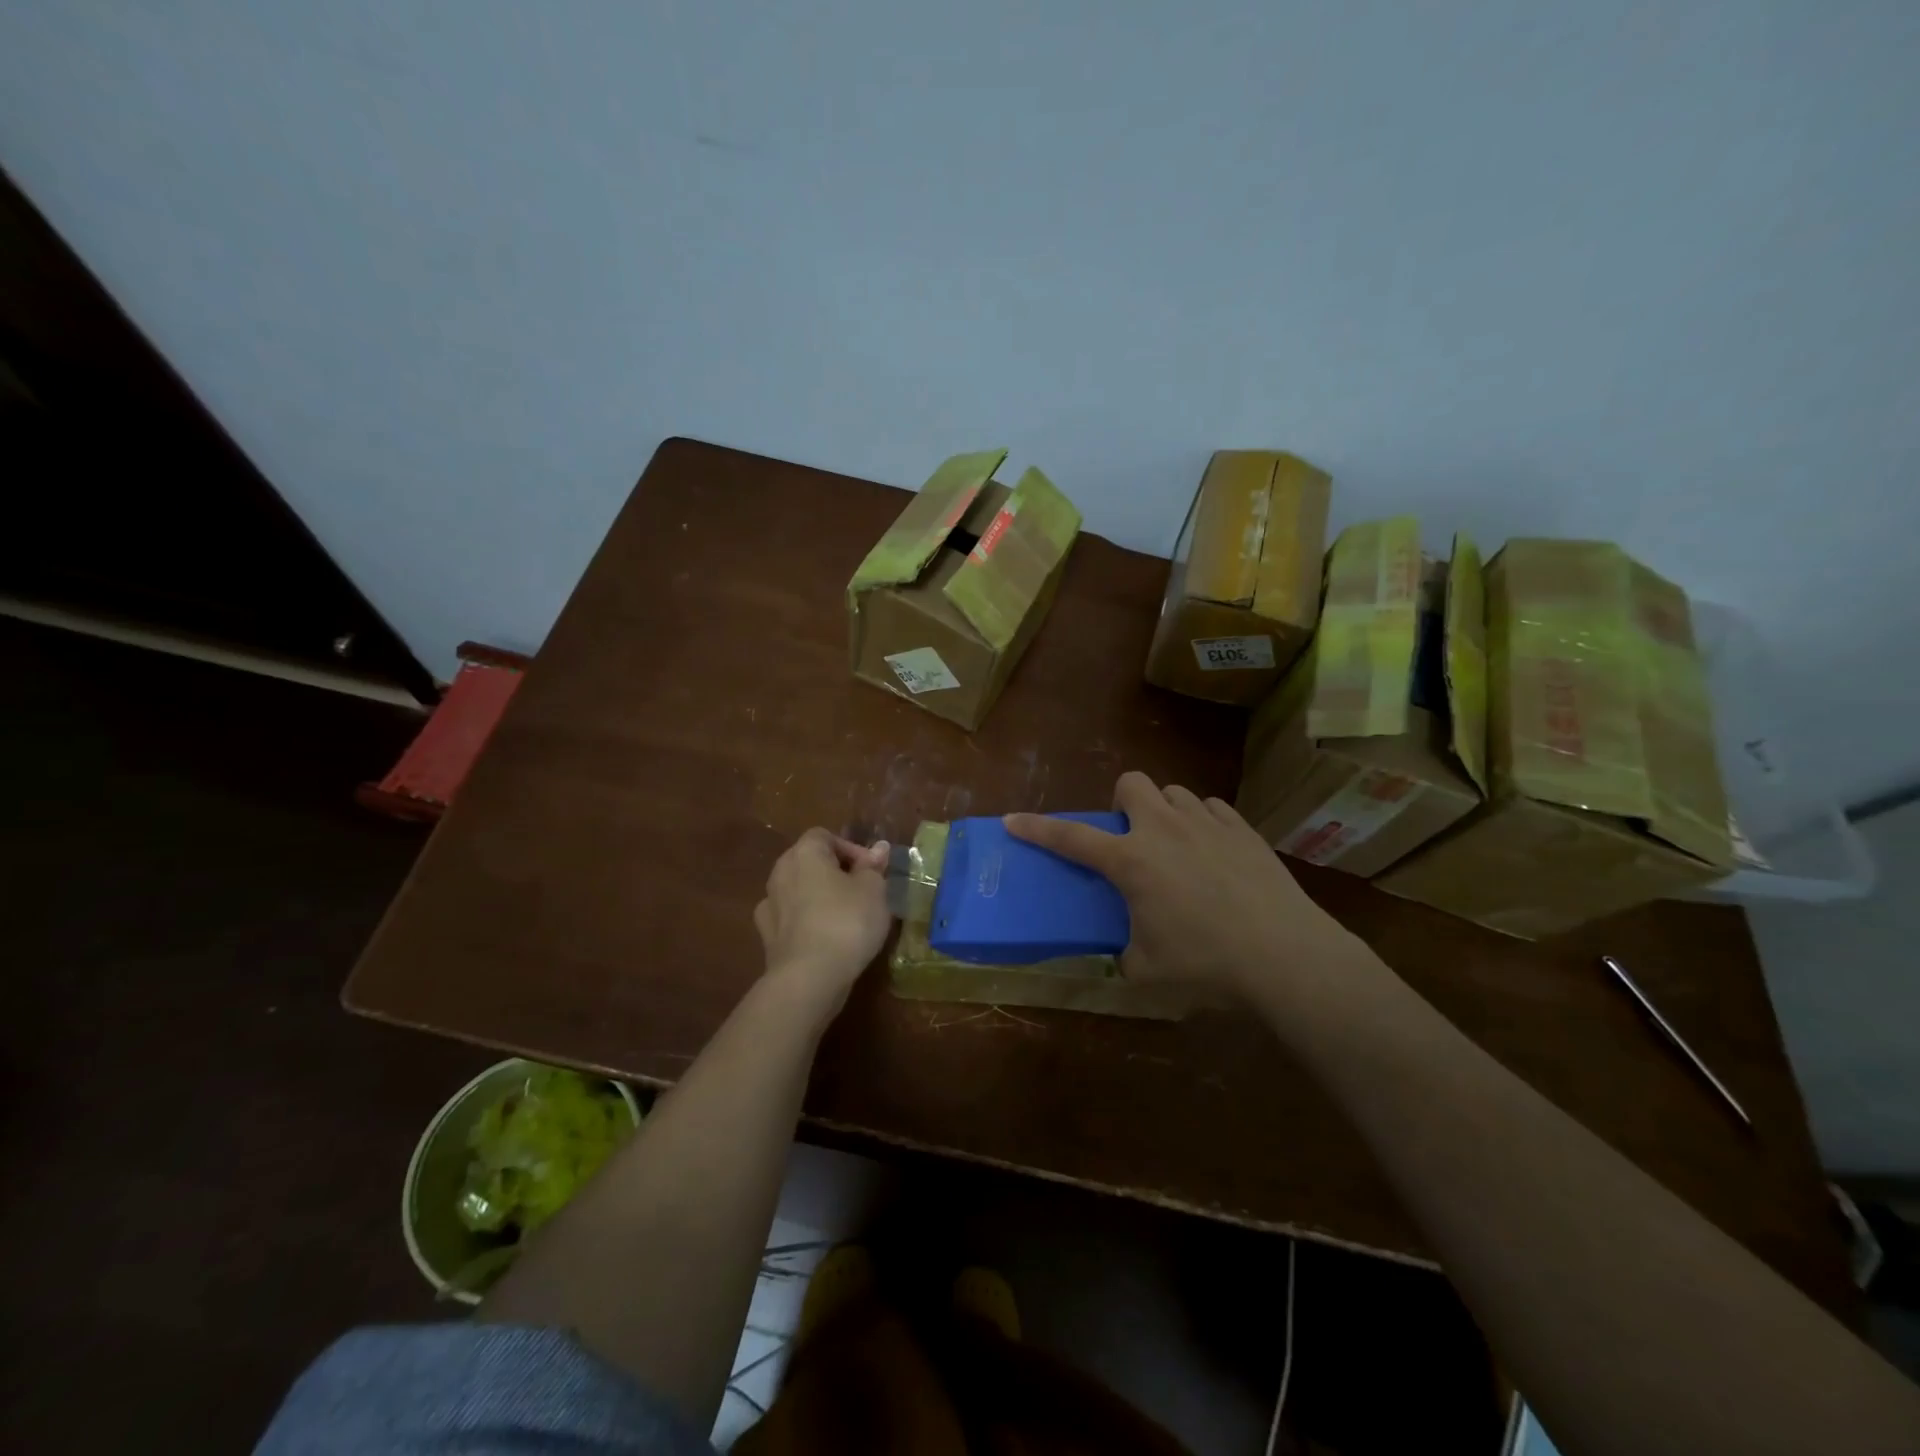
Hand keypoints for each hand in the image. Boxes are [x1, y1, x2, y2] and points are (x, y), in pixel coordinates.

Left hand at [754, 828, 892, 1007]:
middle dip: (834, 872)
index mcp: (805, 853)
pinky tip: (822, 937)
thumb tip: (878, 848)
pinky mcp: (766, 936)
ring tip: (845, 917)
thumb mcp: (874, 890)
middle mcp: (780, 872)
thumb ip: (873, 866)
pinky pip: (789, 917)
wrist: (809, 977)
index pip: (825, 836)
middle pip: (809, 861)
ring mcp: (769, 904)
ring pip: (798, 890)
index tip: (872, 871)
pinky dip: (804, 921)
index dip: (850, 849)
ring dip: (818, 897)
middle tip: (862, 891)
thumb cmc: (847, 922)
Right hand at [1004, 772, 1355, 997]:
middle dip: (1122, 801)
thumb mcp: (1148, 970)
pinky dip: (1202, 823)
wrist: (1285, 955)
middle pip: (1131, 783)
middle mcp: (1163, 829)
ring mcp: (1206, 823)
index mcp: (1131, 861)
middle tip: (1130, 836)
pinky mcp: (1243, 829)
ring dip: (1164, 812)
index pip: (1071, 837)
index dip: (1037, 828)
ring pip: (1173, 792)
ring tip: (1175, 846)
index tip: (1012, 820)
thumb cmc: (1207, 963)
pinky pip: (1211, 808)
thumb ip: (1125, 955)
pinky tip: (1213, 851)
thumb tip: (1123, 953)